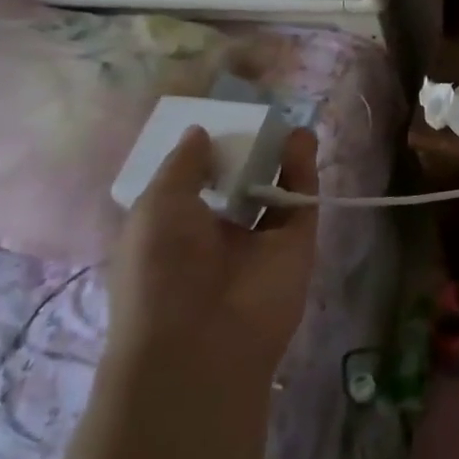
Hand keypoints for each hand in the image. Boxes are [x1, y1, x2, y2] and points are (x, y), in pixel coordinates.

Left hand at [108, 125, 320, 372]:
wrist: (203, 339)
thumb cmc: (160, 270)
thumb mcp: (156, 207)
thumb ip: (183, 165)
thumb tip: (200, 132)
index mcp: (171, 232)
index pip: (188, 188)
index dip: (200, 158)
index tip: (212, 126)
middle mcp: (215, 236)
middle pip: (236, 186)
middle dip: (245, 155)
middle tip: (255, 120)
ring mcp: (258, 242)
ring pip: (274, 192)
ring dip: (279, 158)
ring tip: (285, 124)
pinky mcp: (296, 247)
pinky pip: (301, 202)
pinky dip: (303, 171)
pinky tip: (301, 139)